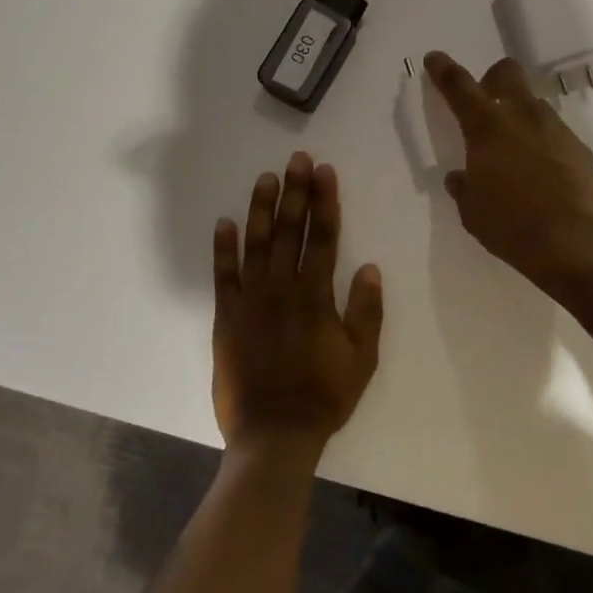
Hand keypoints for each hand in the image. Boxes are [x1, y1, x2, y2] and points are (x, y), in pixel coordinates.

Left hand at [212, 152, 383, 455]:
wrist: (274, 433)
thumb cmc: (325, 396)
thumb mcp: (362, 358)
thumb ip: (367, 311)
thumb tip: (369, 267)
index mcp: (316, 296)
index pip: (323, 237)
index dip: (325, 201)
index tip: (325, 172)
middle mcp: (282, 288)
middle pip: (290, 230)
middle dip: (295, 192)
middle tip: (297, 159)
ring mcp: (250, 300)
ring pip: (256, 244)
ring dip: (261, 209)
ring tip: (266, 178)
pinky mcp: (226, 316)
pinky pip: (223, 275)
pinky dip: (223, 248)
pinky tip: (225, 222)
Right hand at [424, 51, 592, 285]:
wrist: (573, 240)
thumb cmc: (510, 225)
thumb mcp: (472, 211)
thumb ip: (464, 187)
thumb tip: (460, 177)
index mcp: (486, 129)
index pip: (459, 86)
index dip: (444, 70)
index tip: (435, 59)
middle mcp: (522, 117)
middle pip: (507, 73)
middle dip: (493, 79)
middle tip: (487, 101)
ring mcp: (556, 129)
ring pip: (534, 105)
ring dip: (521, 116)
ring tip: (517, 149)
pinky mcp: (580, 147)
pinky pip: (556, 134)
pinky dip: (544, 144)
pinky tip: (544, 172)